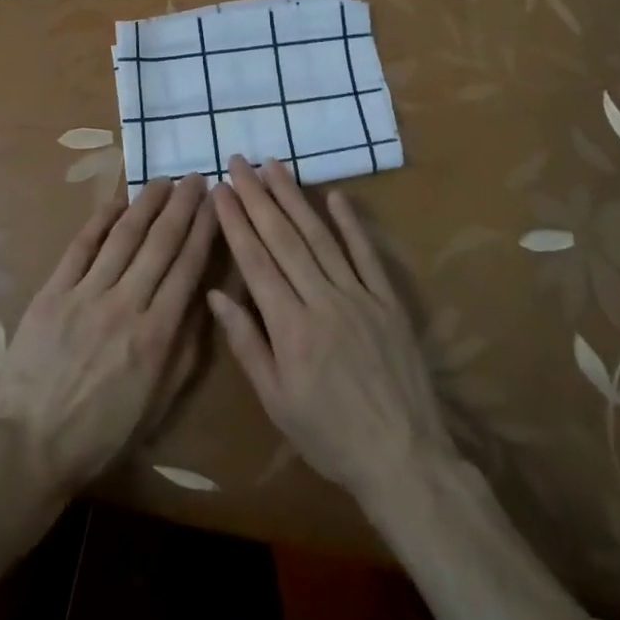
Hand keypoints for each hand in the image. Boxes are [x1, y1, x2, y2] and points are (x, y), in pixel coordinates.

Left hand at [0, 175, 215, 495]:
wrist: (30, 444)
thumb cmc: (101, 432)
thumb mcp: (159, 403)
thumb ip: (185, 350)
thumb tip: (203, 299)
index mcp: (156, 335)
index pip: (188, 267)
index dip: (204, 230)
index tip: (215, 204)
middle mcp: (126, 305)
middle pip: (160, 243)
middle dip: (182, 206)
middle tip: (195, 179)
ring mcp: (86, 294)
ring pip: (124, 236)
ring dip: (147, 204)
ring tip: (163, 181)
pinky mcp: (53, 292)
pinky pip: (81, 246)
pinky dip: (101, 220)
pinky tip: (117, 201)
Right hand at [209, 157, 457, 514]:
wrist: (403, 457)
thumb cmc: (329, 435)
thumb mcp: (276, 400)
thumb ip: (247, 343)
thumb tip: (217, 294)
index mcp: (290, 327)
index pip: (256, 261)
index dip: (235, 222)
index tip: (220, 190)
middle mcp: (322, 300)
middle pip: (284, 238)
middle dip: (257, 196)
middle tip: (239, 162)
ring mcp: (359, 296)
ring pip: (320, 236)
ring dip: (295, 198)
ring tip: (274, 166)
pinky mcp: (387, 300)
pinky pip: (367, 254)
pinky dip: (350, 223)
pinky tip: (334, 195)